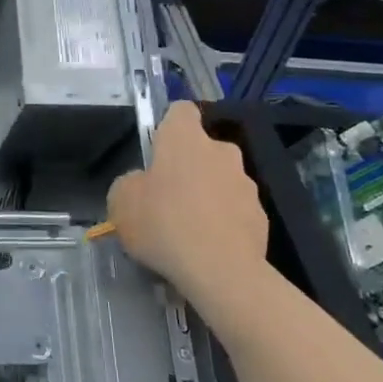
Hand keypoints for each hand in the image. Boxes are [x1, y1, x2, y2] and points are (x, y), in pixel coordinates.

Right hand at [106, 102, 269, 294]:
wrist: (220, 270)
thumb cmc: (163, 224)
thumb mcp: (121, 201)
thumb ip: (130, 183)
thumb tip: (143, 184)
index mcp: (185, 138)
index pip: (181, 110)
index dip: (168, 125)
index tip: (157, 150)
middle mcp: (221, 151)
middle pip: (203, 149)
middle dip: (189, 167)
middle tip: (167, 198)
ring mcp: (247, 184)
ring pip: (221, 181)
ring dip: (207, 196)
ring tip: (188, 230)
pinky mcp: (261, 216)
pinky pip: (236, 211)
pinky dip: (224, 223)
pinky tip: (208, 248)